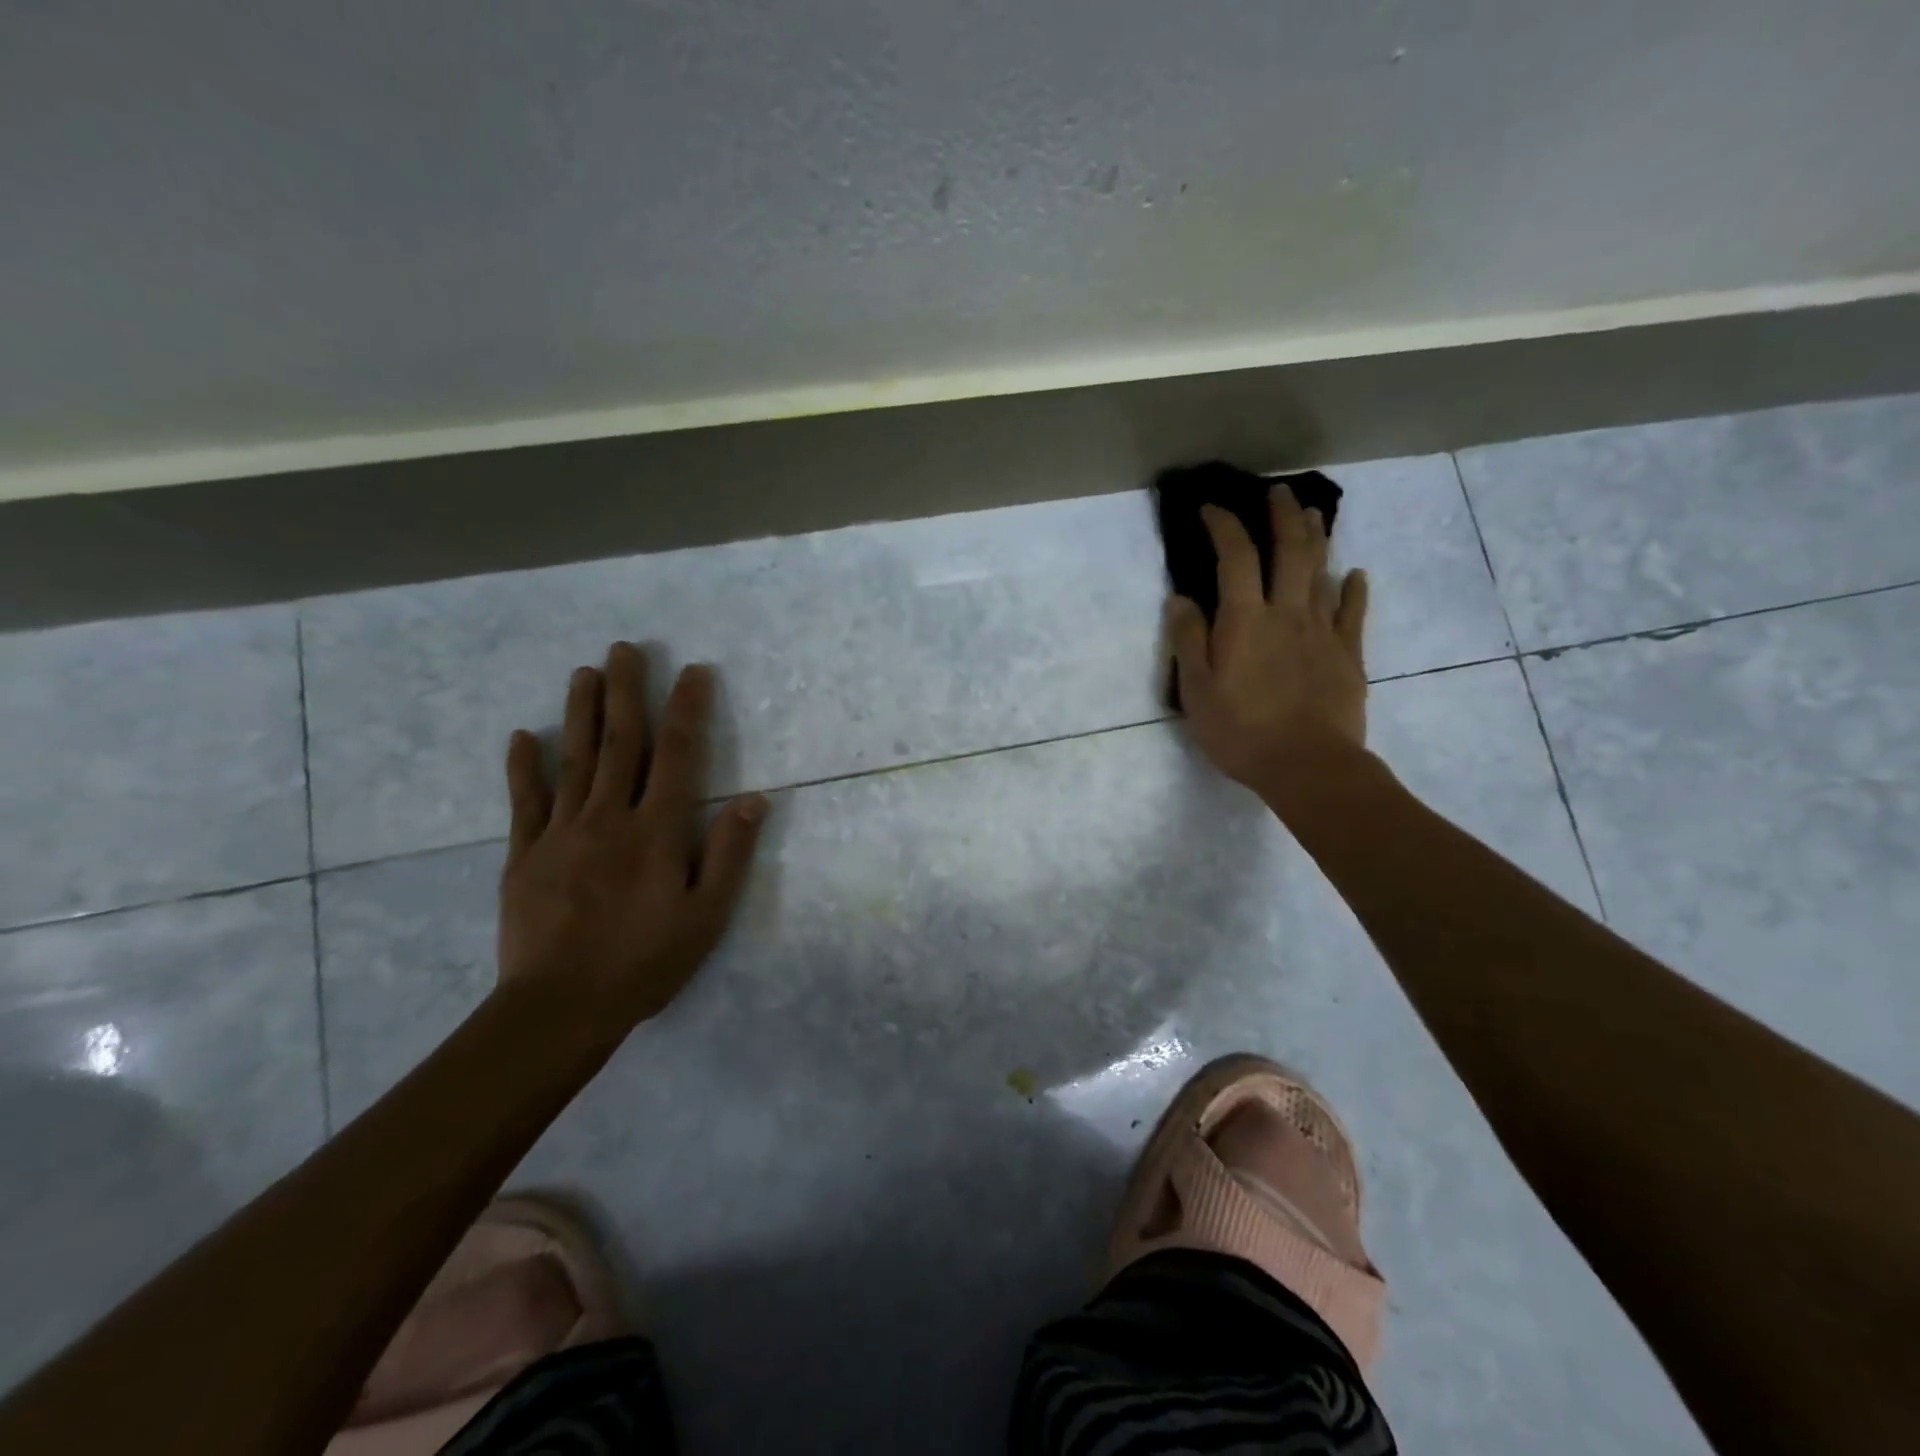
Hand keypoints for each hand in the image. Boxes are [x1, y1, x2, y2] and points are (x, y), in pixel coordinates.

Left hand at [497, 642, 767, 1029]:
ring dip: (580, 712)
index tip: (692, 671)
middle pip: (621, 743)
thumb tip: (755, 800)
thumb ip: (728, 854)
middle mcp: (610, 818)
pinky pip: (525, 802)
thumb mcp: (706, 916)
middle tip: (624, 648)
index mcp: (656, 831)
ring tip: (584, 672)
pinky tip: (523, 736)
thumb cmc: (644, 962)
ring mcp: (562, 833)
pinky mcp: (525, 855)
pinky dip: (524, 767)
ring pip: (575, 760)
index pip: (678, 756)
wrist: (559, 1008)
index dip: (687, 710)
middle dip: (626, 692)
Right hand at [1166, 489, 1369, 794]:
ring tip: (1313, 514)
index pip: (1235, 557)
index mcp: (1246, 620)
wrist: (1309, 766)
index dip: (1223, 526)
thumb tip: (1180, 598)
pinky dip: (1353, 588)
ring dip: (1316, 538)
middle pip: (1289, 551)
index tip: (1211, 508)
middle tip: (1277, 492)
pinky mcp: (1348, 654)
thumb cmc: (1242, 731)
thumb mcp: (1197, 691)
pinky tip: (1355, 574)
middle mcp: (1287, 613)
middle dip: (1281, 516)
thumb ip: (1189, 640)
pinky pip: (1353, 612)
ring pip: (1322, 572)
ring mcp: (1323, 631)